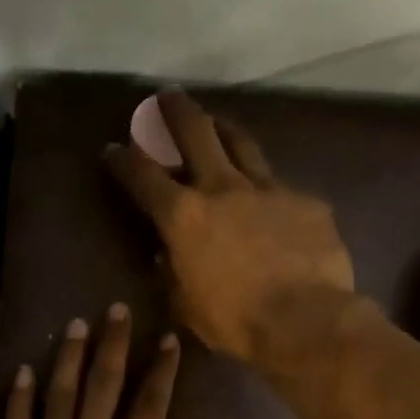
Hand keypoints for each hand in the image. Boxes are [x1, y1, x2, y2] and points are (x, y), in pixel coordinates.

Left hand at [0, 305, 208, 418]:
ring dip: (68, 356)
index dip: (160, 371)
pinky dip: (20, 396)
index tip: (166, 339)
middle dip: (112, 345)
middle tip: (115, 309)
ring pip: (59, 394)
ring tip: (75, 324)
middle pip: (102, 386)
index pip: (148, 407)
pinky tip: (24, 371)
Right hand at [105, 90, 355, 374]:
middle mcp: (222, 188)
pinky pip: (281, 188)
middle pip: (195, 132)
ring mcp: (268, 189)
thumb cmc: (235, 320)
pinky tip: (272, 204)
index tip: (114, 149)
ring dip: (223, 129)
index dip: (124, 160)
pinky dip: (267, 190)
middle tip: (166, 97)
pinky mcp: (305, 201)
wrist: (305, 319)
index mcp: (184, 216)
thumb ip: (173, 274)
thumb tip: (167, 256)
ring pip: (242, 144)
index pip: (143, 176)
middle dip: (175, 111)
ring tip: (217, 123)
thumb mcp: (186, 305)